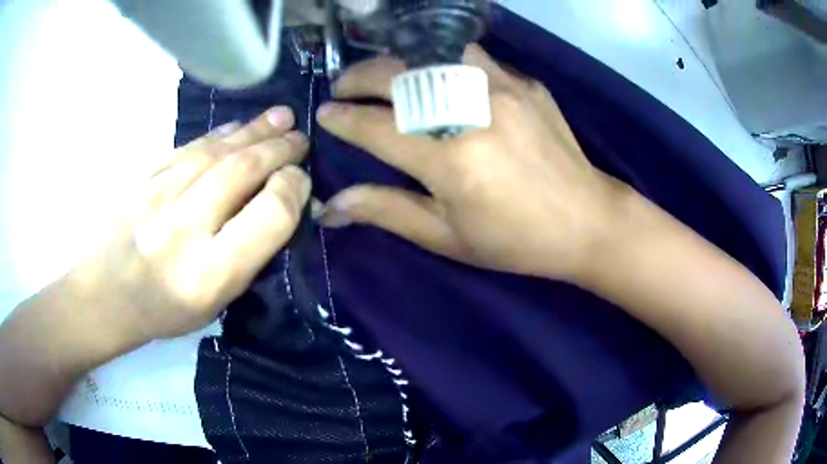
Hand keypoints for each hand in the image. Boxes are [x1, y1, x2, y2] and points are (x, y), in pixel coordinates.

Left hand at [71, 106, 310, 342]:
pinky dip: (219, 134)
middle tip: (300, 139)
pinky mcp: (143, 178)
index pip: (269, 215)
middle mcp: (183, 229)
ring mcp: (158, 196)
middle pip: (242, 171)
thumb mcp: (217, 302)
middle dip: (278, 149)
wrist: (109, 293)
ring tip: (281, 118)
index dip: (292, 189)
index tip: (301, 179)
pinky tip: (237, 128)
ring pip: (216, 150)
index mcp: (209, 273)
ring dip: (254, 131)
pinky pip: (189, 147)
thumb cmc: (167, 309)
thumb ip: (249, 254)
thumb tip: (280, 203)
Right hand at [317, 45, 622, 279]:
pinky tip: (434, 76)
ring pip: (434, 54)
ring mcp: (504, 89)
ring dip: (399, 62)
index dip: (344, 120)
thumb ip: (387, 212)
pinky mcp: (526, 84)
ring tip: (383, 77)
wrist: (587, 220)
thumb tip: (331, 207)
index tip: (324, 115)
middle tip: (342, 87)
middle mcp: (474, 112)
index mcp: (451, 161)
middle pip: (400, 77)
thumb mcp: (448, 237)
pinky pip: (472, 58)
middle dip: (359, 77)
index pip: (377, 128)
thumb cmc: (516, 241)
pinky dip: (442, 63)